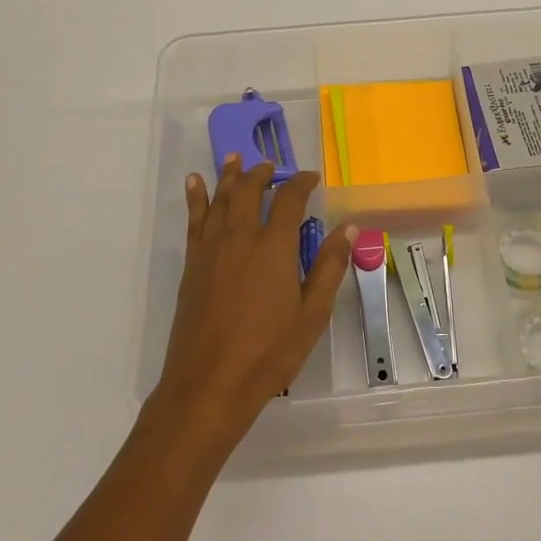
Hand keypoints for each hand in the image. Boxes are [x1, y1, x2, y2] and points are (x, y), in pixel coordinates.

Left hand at [151, 156, 353, 450]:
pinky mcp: (192, 264)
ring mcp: (211, 249)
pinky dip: (195, 197)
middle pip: (249, 191)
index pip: (289, 200)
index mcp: (274, 247)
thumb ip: (329, 267)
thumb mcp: (311, 314)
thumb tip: (348, 228)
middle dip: (263, 174)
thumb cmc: (269, 352)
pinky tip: (195, 183)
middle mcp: (240, 237)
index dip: (302, 183)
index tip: (312, 178)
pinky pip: (193, 219)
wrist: (210, 382)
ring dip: (229, 176)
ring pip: (220, 199)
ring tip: (236, 158)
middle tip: (273, 166)